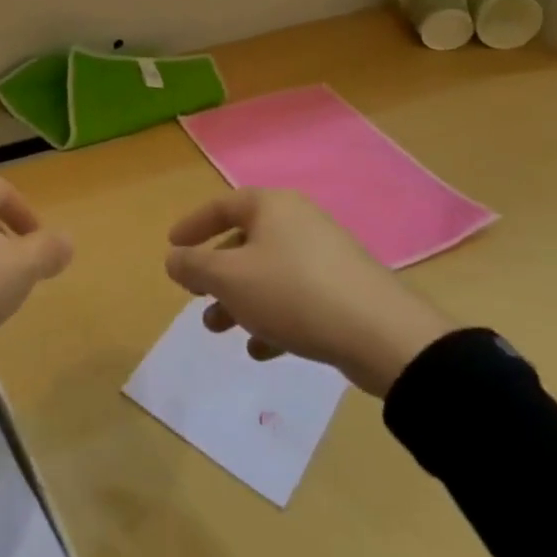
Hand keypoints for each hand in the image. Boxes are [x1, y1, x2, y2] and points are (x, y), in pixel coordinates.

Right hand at [164, 189, 453, 396]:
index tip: (172, 247)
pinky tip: (263, 350)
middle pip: (244, 242)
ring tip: (221, 331)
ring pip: (268, 273)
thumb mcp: (228, 279)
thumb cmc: (292, 293)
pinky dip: (273, 317)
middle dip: (215, 274)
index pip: (220, 206)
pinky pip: (296, 296)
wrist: (383, 336)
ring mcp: (325, 256)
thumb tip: (174, 259)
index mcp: (271, 207)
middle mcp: (298, 222)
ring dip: (240, 301)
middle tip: (196, 297)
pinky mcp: (344, 290)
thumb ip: (193, 266)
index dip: (192, 226)